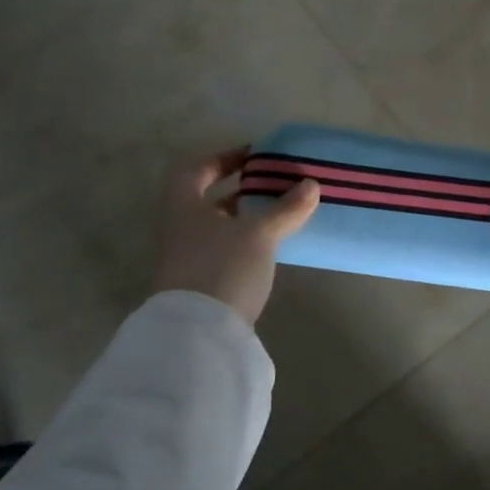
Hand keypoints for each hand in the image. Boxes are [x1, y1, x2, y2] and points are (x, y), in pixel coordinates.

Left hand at [146, 147, 319, 325]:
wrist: (198, 332)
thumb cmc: (223, 267)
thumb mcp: (260, 234)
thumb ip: (285, 208)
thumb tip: (311, 184)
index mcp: (184, 205)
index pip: (198, 169)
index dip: (224, 158)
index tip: (255, 156)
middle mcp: (179, 227)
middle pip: (206, 199)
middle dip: (239, 191)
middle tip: (272, 187)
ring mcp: (185, 258)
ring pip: (215, 227)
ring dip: (243, 219)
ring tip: (277, 216)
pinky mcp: (198, 283)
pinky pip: (222, 250)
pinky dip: (243, 242)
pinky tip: (268, 248)